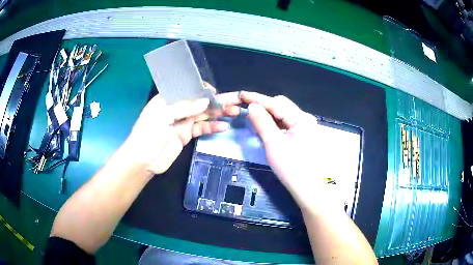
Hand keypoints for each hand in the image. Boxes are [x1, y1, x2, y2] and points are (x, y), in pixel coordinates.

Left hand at [121, 90, 240, 174]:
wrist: (143, 161)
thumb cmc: (148, 134)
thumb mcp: (163, 115)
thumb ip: (184, 107)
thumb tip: (206, 102)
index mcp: (168, 99)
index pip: (189, 89)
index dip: (203, 89)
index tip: (216, 93)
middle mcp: (177, 108)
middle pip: (199, 102)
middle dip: (217, 101)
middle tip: (235, 100)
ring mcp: (182, 122)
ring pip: (203, 115)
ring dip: (218, 113)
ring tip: (235, 112)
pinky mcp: (186, 135)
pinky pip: (201, 128)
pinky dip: (212, 127)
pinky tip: (223, 126)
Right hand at [240, 92, 329, 209]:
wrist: (306, 189)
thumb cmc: (291, 168)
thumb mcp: (274, 144)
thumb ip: (262, 122)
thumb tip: (252, 106)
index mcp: (302, 118)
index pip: (277, 103)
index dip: (258, 99)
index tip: (242, 95)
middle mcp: (305, 119)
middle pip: (281, 105)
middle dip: (263, 106)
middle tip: (246, 110)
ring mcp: (304, 127)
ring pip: (282, 115)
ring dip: (267, 115)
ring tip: (253, 119)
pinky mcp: (301, 135)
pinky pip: (285, 124)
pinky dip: (273, 124)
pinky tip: (264, 128)